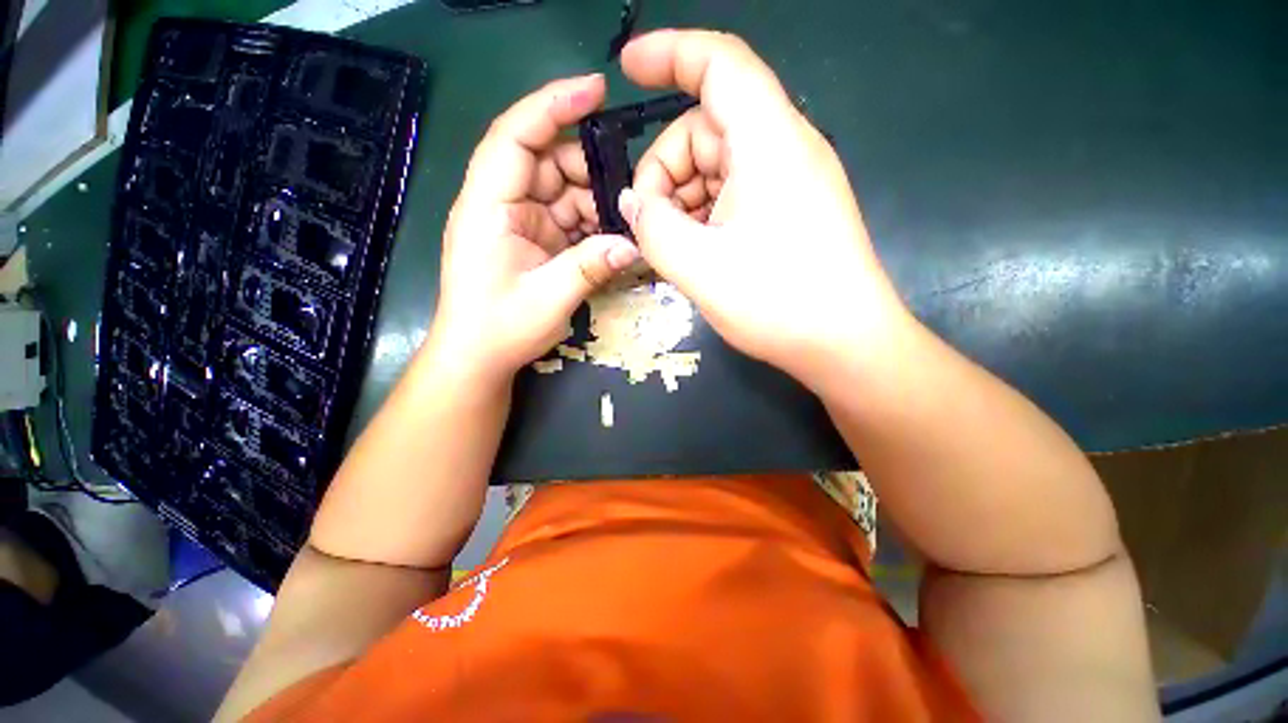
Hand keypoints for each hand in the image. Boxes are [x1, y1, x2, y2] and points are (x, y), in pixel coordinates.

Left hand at [429, 74, 640, 381]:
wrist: (478, 357)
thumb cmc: (498, 327)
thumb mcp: (548, 298)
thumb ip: (590, 266)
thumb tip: (633, 244)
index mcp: (488, 206)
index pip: (515, 137)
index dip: (552, 106)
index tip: (595, 89)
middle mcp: (501, 205)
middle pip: (546, 163)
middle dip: (588, 172)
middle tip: (626, 193)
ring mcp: (519, 223)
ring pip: (562, 192)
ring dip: (593, 204)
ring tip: (623, 223)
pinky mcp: (534, 241)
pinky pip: (567, 220)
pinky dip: (590, 226)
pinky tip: (610, 239)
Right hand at [620, 31, 914, 383]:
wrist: (845, 343)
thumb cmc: (778, 302)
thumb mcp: (698, 267)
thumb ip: (652, 228)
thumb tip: (633, 203)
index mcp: (769, 142)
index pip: (718, 63)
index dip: (668, 53)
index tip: (626, 70)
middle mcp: (785, 148)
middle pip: (706, 128)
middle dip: (666, 170)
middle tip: (649, 224)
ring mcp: (791, 181)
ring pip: (717, 165)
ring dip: (684, 199)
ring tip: (673, 247)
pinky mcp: (791, 210)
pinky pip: (735, 192)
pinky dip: (706, 213)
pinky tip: (697, 250)